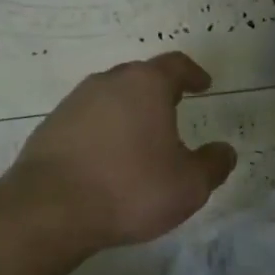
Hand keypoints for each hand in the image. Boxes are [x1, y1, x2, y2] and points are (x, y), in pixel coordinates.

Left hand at [10, 53, 237, 251]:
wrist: (50, 209)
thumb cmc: (131, 189)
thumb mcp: (189, 185)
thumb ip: (213, 164)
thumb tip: (225, 150)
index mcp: (145, 85)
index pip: (175, 65)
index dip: (193, 73)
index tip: (203, 84)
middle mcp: (107, 83)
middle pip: (139, 77)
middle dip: (159, 91)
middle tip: (173, 109)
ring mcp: (73, 103)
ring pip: (109, 97)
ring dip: (128, 111)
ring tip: (140, 137)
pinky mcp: (49, 127)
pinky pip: (86, 120)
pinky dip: (102, 131)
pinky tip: (107, 158)